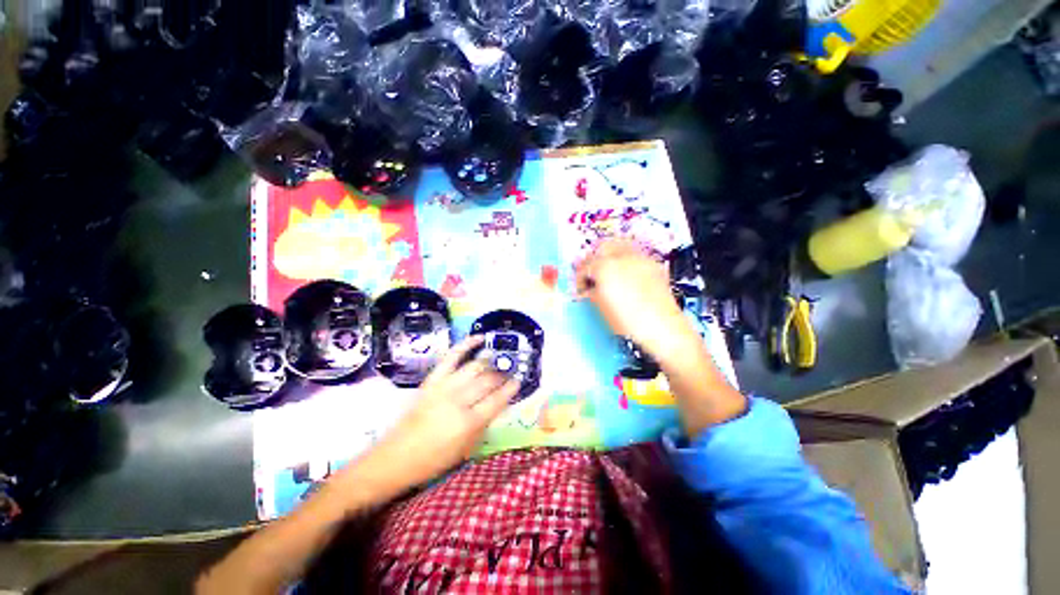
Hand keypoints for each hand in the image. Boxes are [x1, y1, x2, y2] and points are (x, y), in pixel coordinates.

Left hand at [358, 336, 517, 494]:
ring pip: (475, 367)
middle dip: (502, 374)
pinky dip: (466, 344)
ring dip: (490, 361)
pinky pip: (452, 356)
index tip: (518, 381)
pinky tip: (479, 338)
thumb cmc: (434, 460)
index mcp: (469, 423)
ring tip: (499, 359)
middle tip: (510, 371)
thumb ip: (484, 423)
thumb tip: (498, 403)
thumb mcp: (466, 449)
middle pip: (488, 381)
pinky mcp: (433, 380)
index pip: (497, 400)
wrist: (396, 457)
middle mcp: (459, 401)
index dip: (510, 389)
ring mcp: (445, 387)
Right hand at [575, 239, 687, 356]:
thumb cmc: (629, 322)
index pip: (585, 265)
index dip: (579, 277)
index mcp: (606, 268)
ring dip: (610, 255)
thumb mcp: (602, 309)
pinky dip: (626, 259)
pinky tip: (625, 274)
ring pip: (620, 245)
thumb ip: (591, 294)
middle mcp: (623, 257)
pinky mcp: (653, 264)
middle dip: (594, 259)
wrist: (663, 329)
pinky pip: (635, 254)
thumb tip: (587, 290)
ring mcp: (641, 259)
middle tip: (591, 274)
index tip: (580, 288)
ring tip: (607, 270)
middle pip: (602, 247)